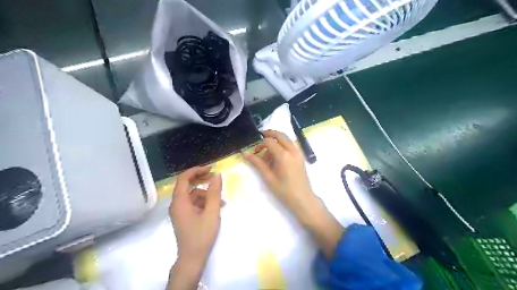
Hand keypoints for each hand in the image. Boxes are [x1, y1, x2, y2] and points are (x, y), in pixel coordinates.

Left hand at [168, 167, 219, 288]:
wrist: (192, 258)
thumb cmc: (201, 235)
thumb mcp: (211, 212)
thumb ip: (214, 192)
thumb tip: (217, 175)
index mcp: (180, 202)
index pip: (184, 178)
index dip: (196, 170)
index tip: (211, 168)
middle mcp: (176, 204)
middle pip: (187, 185)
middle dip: (202, 179)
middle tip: (215, 177)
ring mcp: (179, 211)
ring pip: (193, 195)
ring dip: (206, 194)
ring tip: (221, 201)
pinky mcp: (184, 216)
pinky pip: (193, 203)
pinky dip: (204, 202)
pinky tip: (216, 207)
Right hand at [244, 130, 317, 216]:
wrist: (303, 200)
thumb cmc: (284, 191)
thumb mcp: (268, 177)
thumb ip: (257, 163)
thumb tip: (245, 153)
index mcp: (284, 155)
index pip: (269, 141)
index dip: (260, 145)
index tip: (255, 152)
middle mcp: (292, 150)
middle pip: (280, 135)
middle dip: (269, 134)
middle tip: (260, 138)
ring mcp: (299, 153)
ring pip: (286, 139)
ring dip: (277, 140)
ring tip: (268, 153)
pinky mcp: (301, 157)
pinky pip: (291, 145)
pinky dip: (283, 145)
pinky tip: (278, 156)